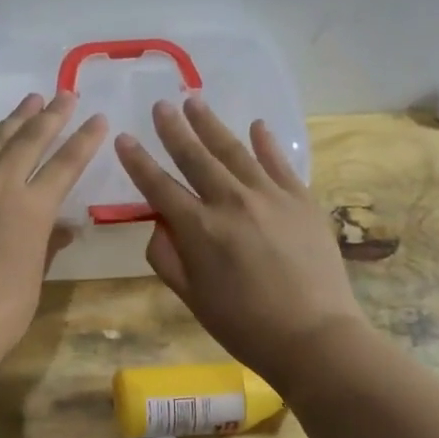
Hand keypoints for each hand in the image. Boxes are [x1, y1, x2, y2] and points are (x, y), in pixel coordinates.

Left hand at [0, 92, 107, 404]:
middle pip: (28, 141)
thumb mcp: (34, 277)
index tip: (96, 118)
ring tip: (29, 101)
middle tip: (64, 96)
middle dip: (50, 116)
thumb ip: (48, 242)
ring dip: (12, 121)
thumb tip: (66, 226)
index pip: (65, 164)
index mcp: (31, 208)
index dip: (84, 140)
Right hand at [116, 96, 367, 388]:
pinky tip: (256, 126)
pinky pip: (279, 163)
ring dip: (212, 125)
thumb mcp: (192, 299)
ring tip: (195, 101)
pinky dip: (266, 143)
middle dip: (174, 129)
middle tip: (162, 104)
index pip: (159, 186)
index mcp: (198, 229)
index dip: (138, 162)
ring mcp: (270, 196)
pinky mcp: (301, 199)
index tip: (123, 139)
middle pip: (195, 157)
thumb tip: (159, 224)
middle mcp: (230, 201)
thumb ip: (167, 258)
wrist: (314, 336)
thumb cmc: (245, 326)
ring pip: (234, 151)